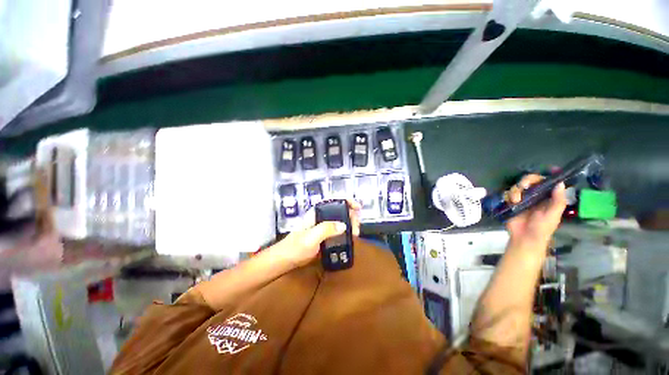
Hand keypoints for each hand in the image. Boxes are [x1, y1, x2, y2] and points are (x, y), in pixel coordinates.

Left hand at [271, 199, 360, 267]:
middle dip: (351, 217)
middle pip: (340, 211)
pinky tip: (350, 239)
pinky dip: (346, 233)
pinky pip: (338, 231)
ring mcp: (323, 227)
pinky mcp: (324, 237)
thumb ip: (326, 229)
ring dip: (350, 225)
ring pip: (340, 221)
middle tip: (356, 230)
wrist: (285, 260)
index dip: (347, 201)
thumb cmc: (295, 247)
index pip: (334, 201)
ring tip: (355, 235)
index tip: (357, 208)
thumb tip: (344, 226)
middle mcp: (321, 217)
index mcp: (317, 213)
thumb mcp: (310, 237)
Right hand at [505, 174, 566, 247]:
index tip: (546, 171)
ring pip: (518, 186)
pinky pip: (508, 194)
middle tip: (524, 186)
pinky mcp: (511, 203)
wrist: (525, 238)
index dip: (546, 176)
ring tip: (516, 200)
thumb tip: (560, 183)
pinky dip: (509, 196)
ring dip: (516, 191)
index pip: (546, 182)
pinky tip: (512, 202)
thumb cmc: (542, 228)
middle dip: (527, 180)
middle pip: (530, 180)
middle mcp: (535, 196)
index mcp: (548, 197)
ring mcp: (522, 199)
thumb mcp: (553, 215)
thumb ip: (558, 200)